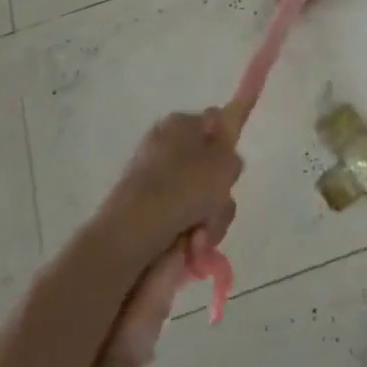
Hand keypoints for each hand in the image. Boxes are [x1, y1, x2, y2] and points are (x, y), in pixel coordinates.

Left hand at [96, 111, 242, 267]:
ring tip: (201, 236)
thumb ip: (233, 157)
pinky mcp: (141, 206)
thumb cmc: (186, 187)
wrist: (134, 229)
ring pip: (196, 196)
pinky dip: (187, 231)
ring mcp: (151, 176)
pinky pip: (177, 215)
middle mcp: (164, 144)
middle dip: (219, 193)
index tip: (232, 169)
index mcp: (182, 123)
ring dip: (208, 218)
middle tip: (218, 206)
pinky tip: (187, 245)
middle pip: (208, 166)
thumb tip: (224, 159)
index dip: (229, 143)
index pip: (216, 122)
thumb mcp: (226, 165)